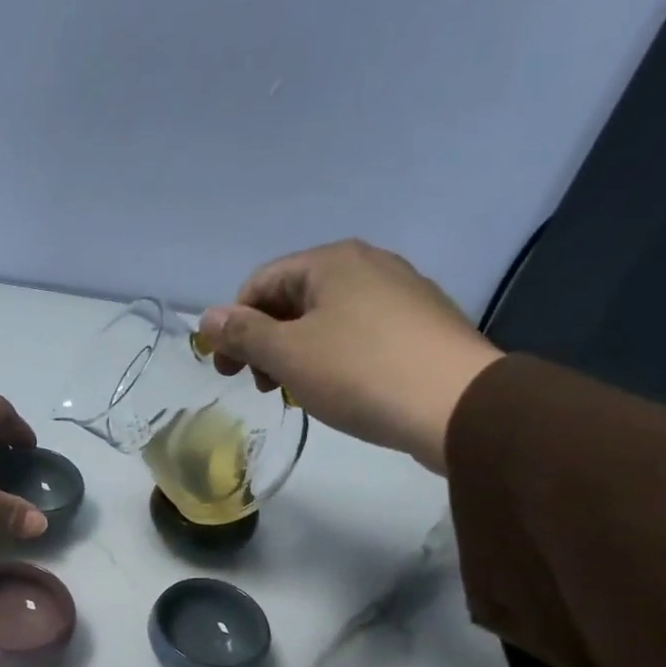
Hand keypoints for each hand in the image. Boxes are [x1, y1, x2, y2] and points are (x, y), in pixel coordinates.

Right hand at [196, 239, 502, 473]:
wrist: (458, 405)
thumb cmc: (360, 372)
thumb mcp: (288, 354)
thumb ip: (243, 333)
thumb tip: (207, 318)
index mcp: (331, 261)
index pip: (261, 283)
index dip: (234, 325)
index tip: (229, 370)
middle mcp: (368, 264)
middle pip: (294, 298)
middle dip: (266, 341)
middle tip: (261, 385)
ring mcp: (401, 292)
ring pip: (327, 318)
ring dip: (298, 352)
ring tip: (298, 392)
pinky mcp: (421, 324)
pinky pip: (360, 333)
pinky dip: (334, 356)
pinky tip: (339, 388)